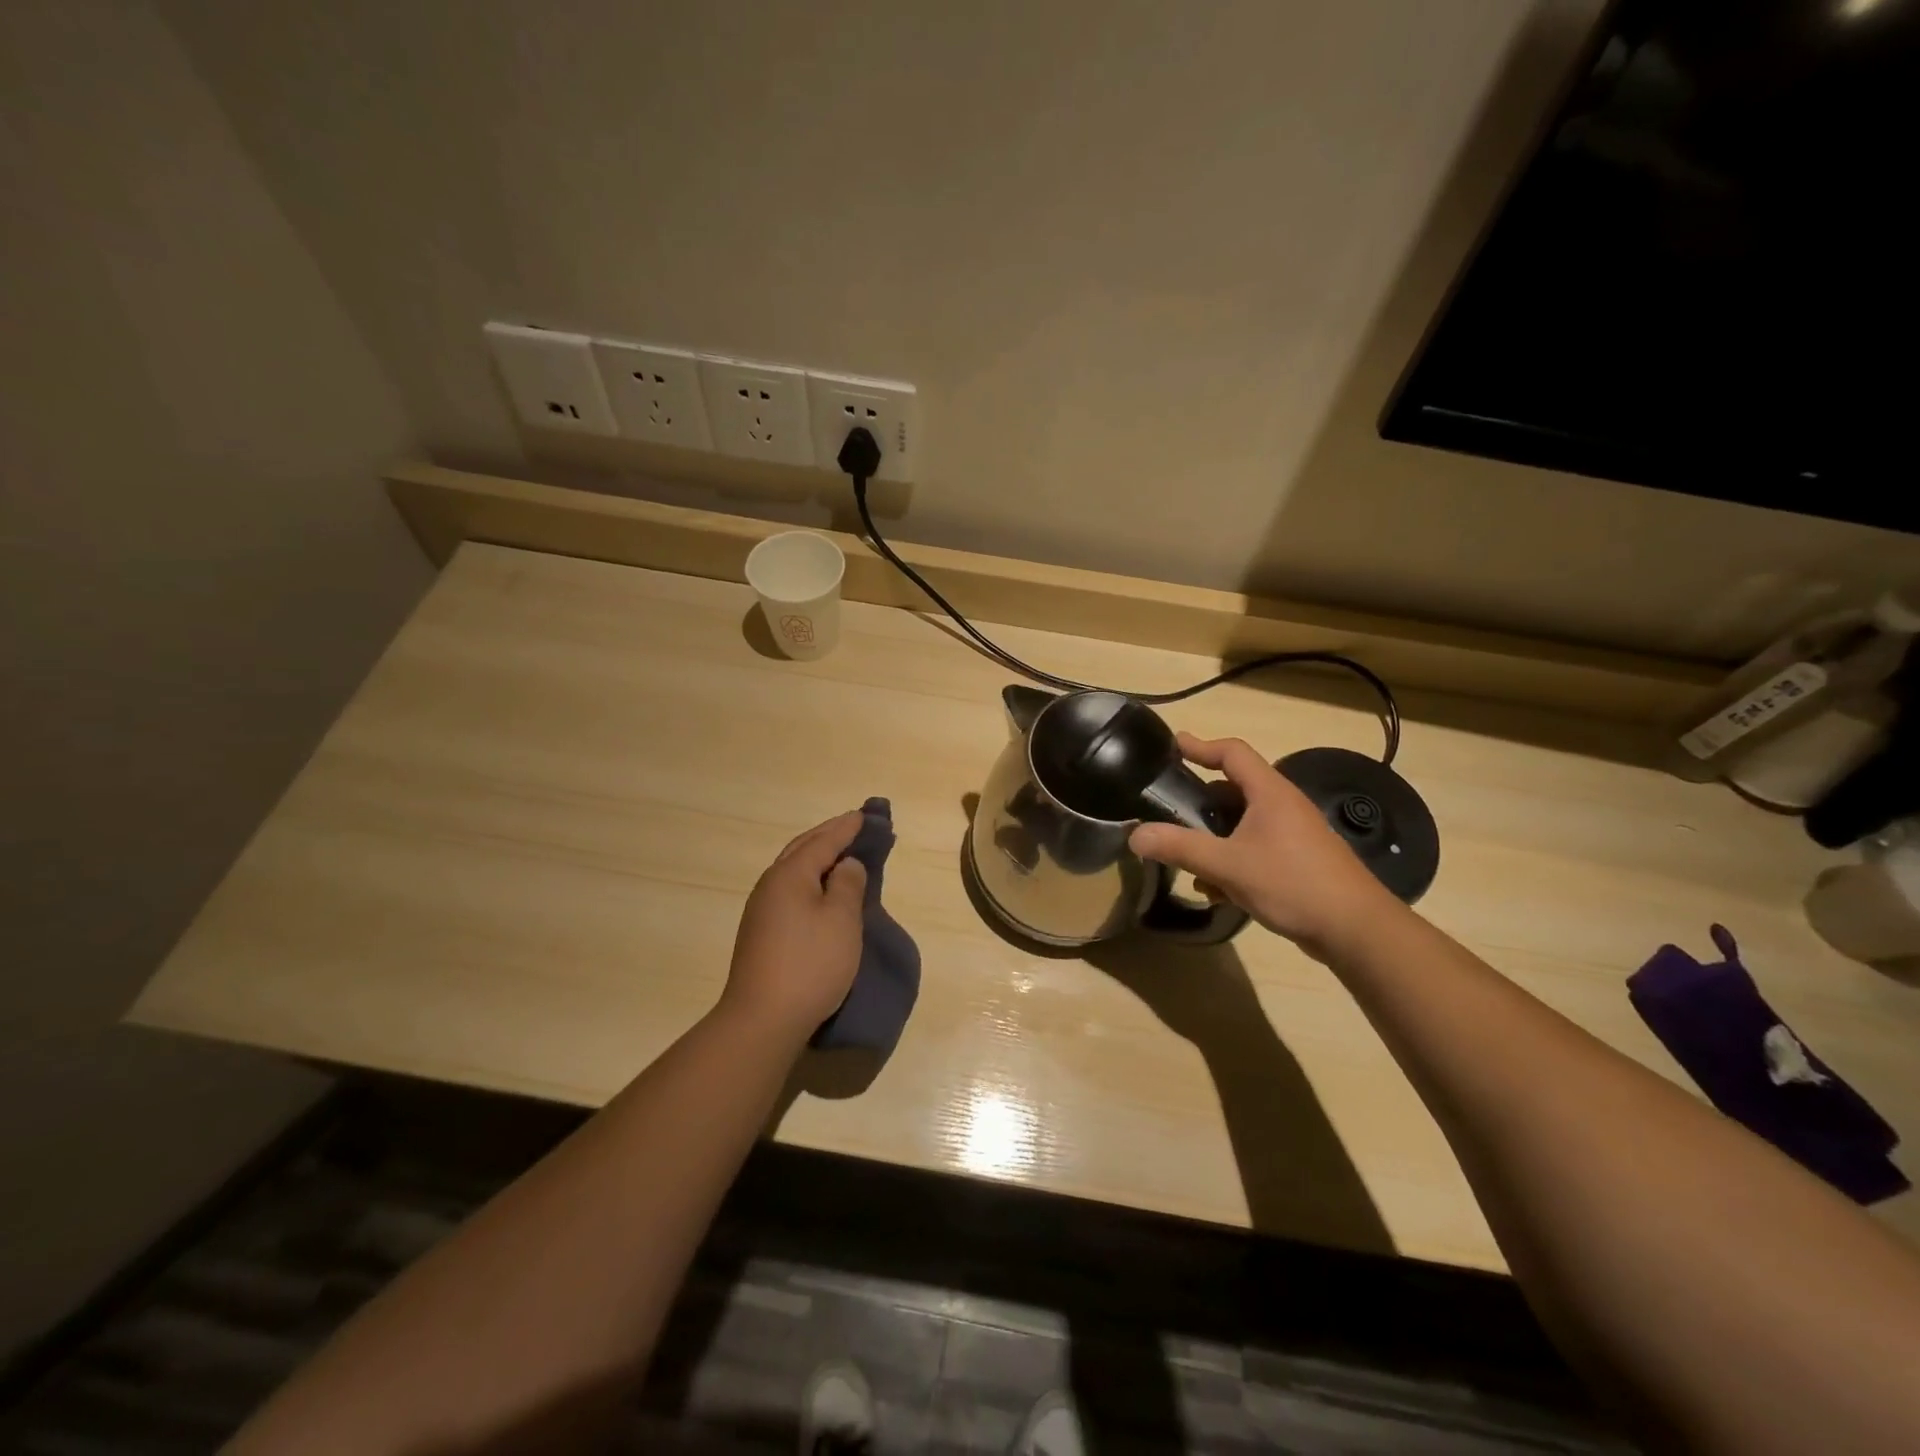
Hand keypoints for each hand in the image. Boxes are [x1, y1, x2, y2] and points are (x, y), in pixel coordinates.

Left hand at [722, 811, 868, 1036]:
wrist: (762, 1020)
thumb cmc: (810, 964)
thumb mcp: (841, 920)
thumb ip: (847, 885)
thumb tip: (845, 865)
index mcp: (789, 875)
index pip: (822, 841)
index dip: (846, 828)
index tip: (864, 816)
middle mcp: (770, 886)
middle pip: (801, 850)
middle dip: (828, 837)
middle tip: (854, 827)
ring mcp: (761, 911)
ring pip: (793, 871)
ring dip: (817, 859)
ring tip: (840, 855)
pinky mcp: (760, 934)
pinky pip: (790, 892)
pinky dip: (809, 881)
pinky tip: (820, 892)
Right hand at [1129, 734, 1394, 959]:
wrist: (1356, 929)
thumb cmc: (1292, 884)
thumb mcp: (1228, 865)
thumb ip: (1180, 847)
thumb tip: (1135, 835)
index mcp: (1270, 793)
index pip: (1232, 752)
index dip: (1201, 745)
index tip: (1172, 745)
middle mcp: (1283, 806)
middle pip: (1234, 788)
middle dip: (1200, 799)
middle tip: (1169, 808)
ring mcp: (1293, 834)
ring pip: (1243, 822)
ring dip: (1214, 836)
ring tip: (1186, 854)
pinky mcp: (1298, 861)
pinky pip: (1256, 847)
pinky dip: (1232, 858)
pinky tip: (1215, 889)